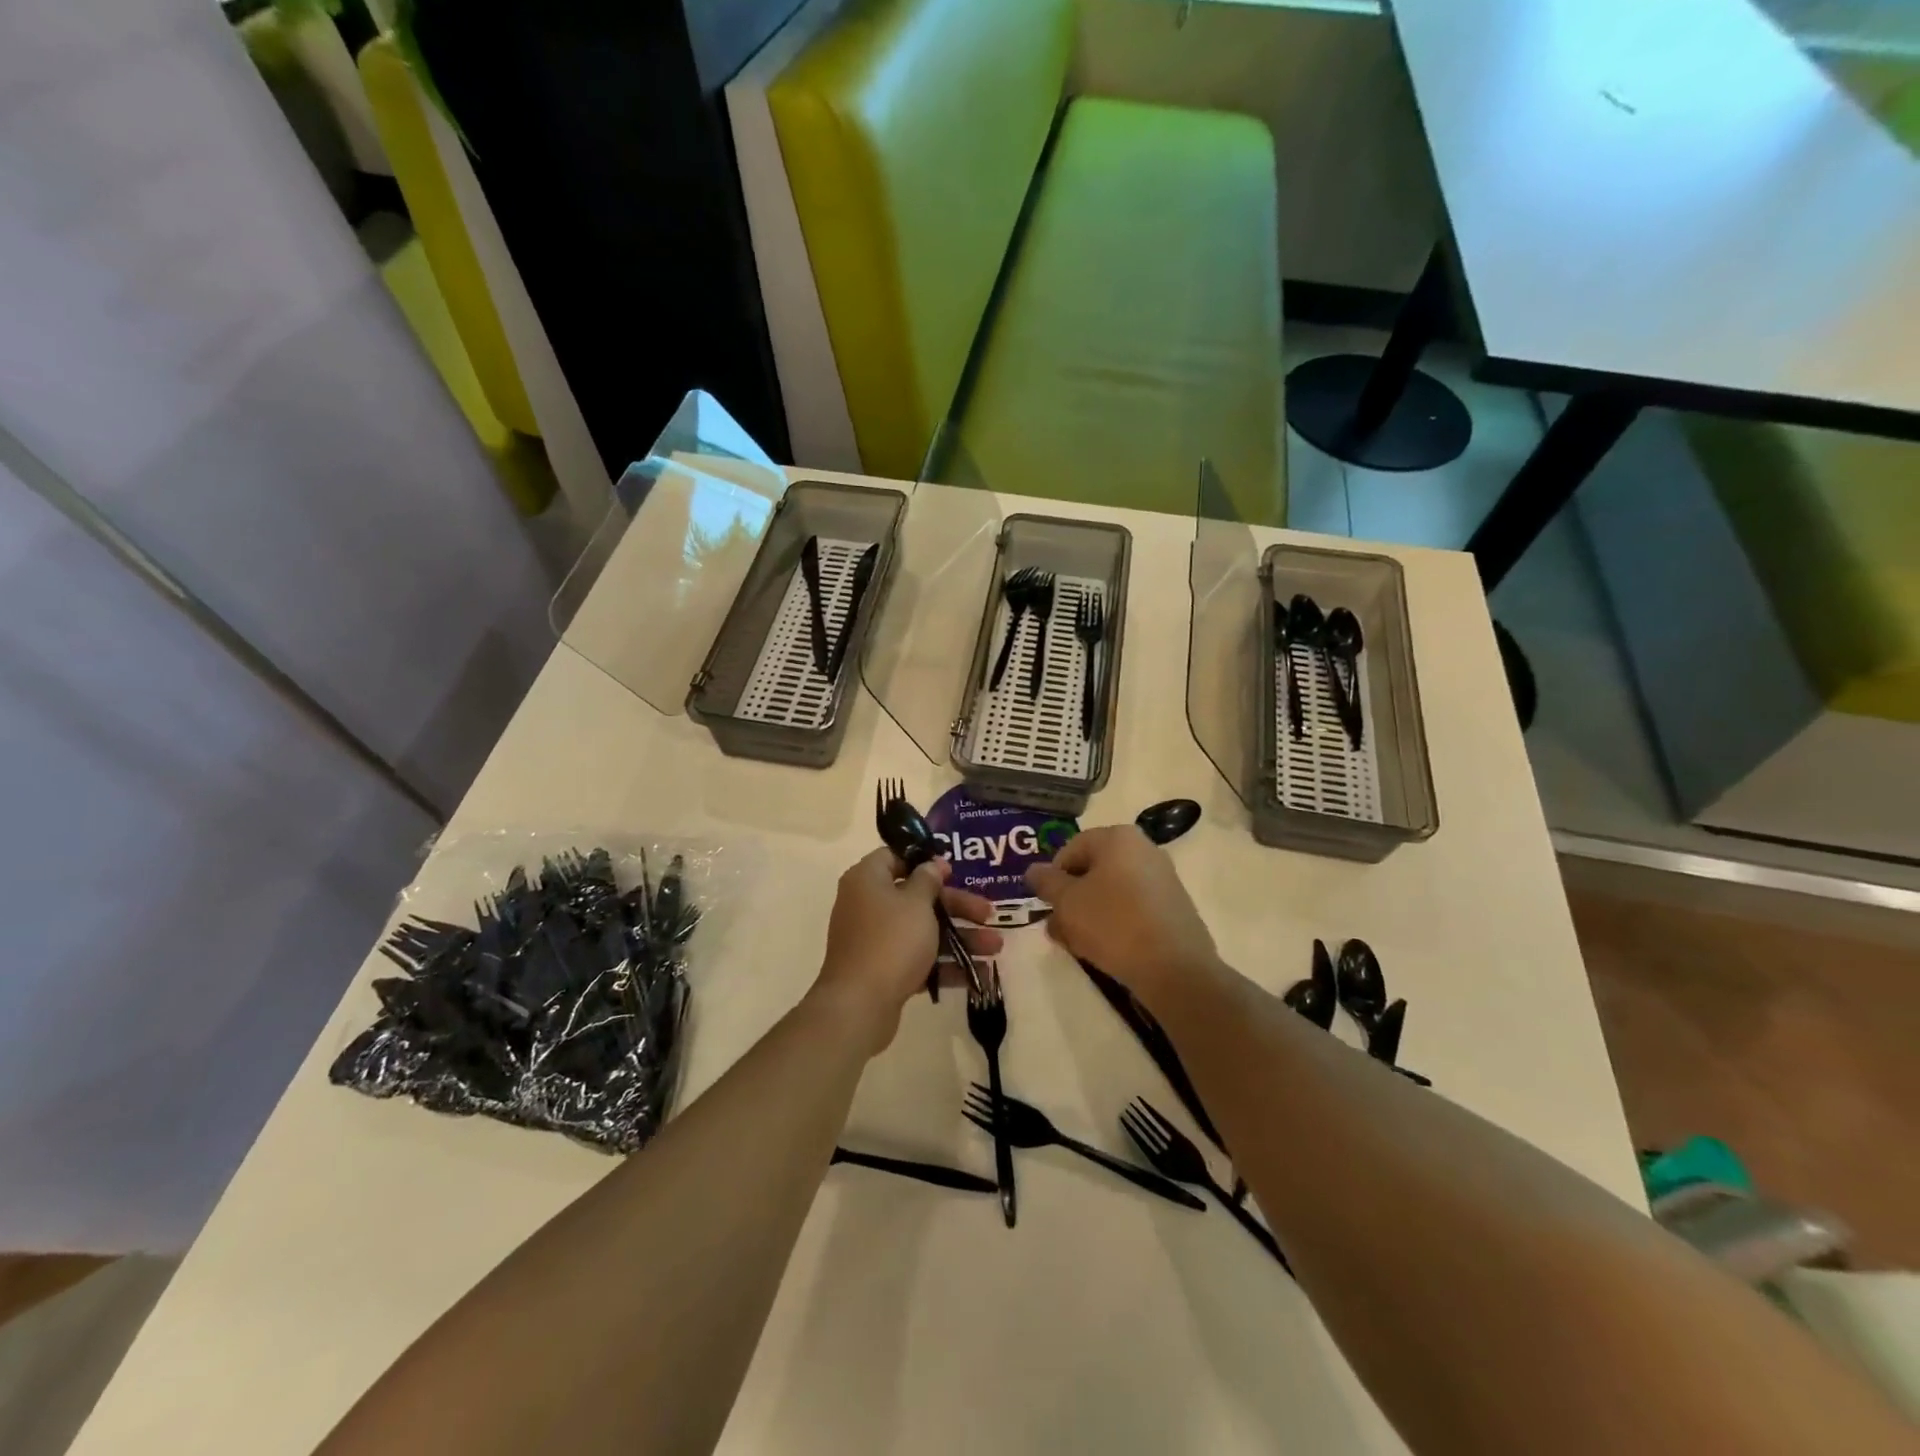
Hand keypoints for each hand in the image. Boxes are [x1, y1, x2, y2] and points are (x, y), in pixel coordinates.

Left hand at [813, 848, 1002, 1052]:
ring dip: (960, 938)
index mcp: (868, 880)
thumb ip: (927, 880)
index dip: (924, 862)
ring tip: (996, 948)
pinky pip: (918, 959)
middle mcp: (867, 905)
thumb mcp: (916, 903)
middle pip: (917, 896)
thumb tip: (931, 864)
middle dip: (957, 907)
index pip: (894, 857)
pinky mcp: (883, 970)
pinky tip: (978, 974)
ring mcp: (875, 940)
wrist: (859, 1005)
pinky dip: (945, 964)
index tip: (952, 871)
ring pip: (922, 930)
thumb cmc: (890, 941)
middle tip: (989, 913)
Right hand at [1024, 826, 1218, 1005]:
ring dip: (1088, 914)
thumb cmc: (1113, 923)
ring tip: (1076, 944)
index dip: (1052, 877)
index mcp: (1118, 838)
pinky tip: (1104, 949)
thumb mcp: (1067, 902)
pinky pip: (1132, 908)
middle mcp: (1144, 849)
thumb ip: (1046, 882)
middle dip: (1070, 899)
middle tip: (1058, 928)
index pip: (1071, 849)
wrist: (1174, 969)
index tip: (1046, 906)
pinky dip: (1114, 923)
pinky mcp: (1173, 908)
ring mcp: (1162, 879)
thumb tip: (1033, 871)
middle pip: (1092, 871)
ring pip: (1111, 892)